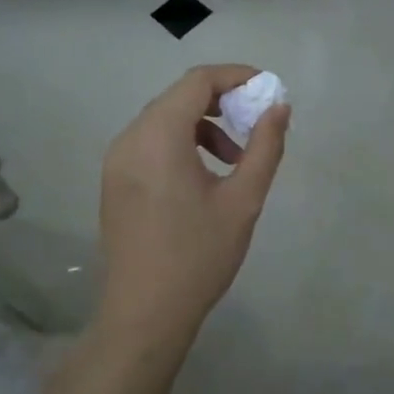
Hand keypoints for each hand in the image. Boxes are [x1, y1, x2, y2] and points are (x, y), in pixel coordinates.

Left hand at [96, 64, 289, 349]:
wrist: (143, 317)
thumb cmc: (197, 256)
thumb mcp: (243, 200)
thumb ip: (265, 146)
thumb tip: (279, 107)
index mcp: (159, 136)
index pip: (198, 81)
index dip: (236, 76)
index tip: (267, 90)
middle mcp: (131, 138)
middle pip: (180, 96)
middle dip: (222, 101)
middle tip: (256, 123)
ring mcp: (117, 159)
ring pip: (165, 118)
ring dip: (204, 124)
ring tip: (236, 158)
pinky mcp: (115, 179)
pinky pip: (152, 141)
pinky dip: (182, 141)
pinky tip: (206, 175)